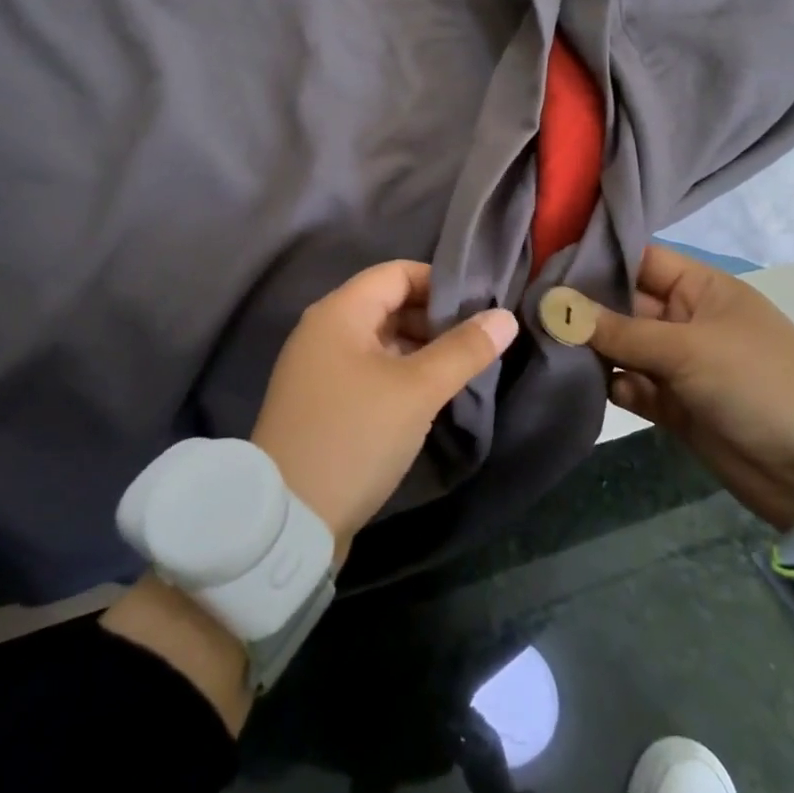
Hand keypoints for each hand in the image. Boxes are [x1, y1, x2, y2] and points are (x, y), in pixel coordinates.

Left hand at [250, 260, 518, 558]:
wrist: (288, 519)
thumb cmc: (355, 436)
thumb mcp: (417, 390)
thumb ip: (463, 349)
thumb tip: (504, 317)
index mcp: (339, 312)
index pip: (396, 273)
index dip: (439, 282)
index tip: (480, 305)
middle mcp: (323, 331)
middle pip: (387, 304)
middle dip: (434, 318)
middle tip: (478, 340)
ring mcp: (318, 369)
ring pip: (379, 341)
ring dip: (419, 349)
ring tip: (461, 368)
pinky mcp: (320, 403)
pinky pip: (366, 370)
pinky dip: (398, 374)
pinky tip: (427, 396)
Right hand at [554, 245, 793, 530]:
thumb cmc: (760, 386)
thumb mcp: (689, 349)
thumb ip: (618, 330)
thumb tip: (553, 304)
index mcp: (702, 288)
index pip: (640, 259)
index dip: (597, 257)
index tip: (543, 260)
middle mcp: (687, 319)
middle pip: (624, 303)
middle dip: (584, 307)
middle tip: (529, 307)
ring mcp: (681, 364)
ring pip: (623, 347)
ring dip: (593, 349)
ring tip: (547, 347)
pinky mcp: (675, 406)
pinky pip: (633, 386)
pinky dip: (613, 385)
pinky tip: (591, 388)